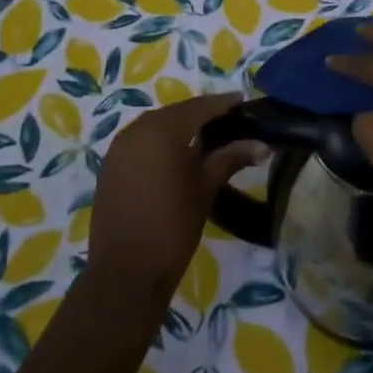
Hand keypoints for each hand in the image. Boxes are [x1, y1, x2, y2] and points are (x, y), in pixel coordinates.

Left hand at [86, 92, 261, 305]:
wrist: (125, 273)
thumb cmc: (173, 227)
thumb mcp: (205, 188)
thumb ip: (230, 158)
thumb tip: (262, 144)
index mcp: (162, 129)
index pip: (199, 107)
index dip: (222, 103)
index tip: (243, 100)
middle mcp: (137, 129)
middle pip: (176, 113)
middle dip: (201, 114)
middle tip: (228, 119)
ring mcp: (119, 147)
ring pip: (156, 126)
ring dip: (179, 127)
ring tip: (205, 136)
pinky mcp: (110, 166)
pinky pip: (140, 142)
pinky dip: (159, 142)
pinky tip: (175, 155)